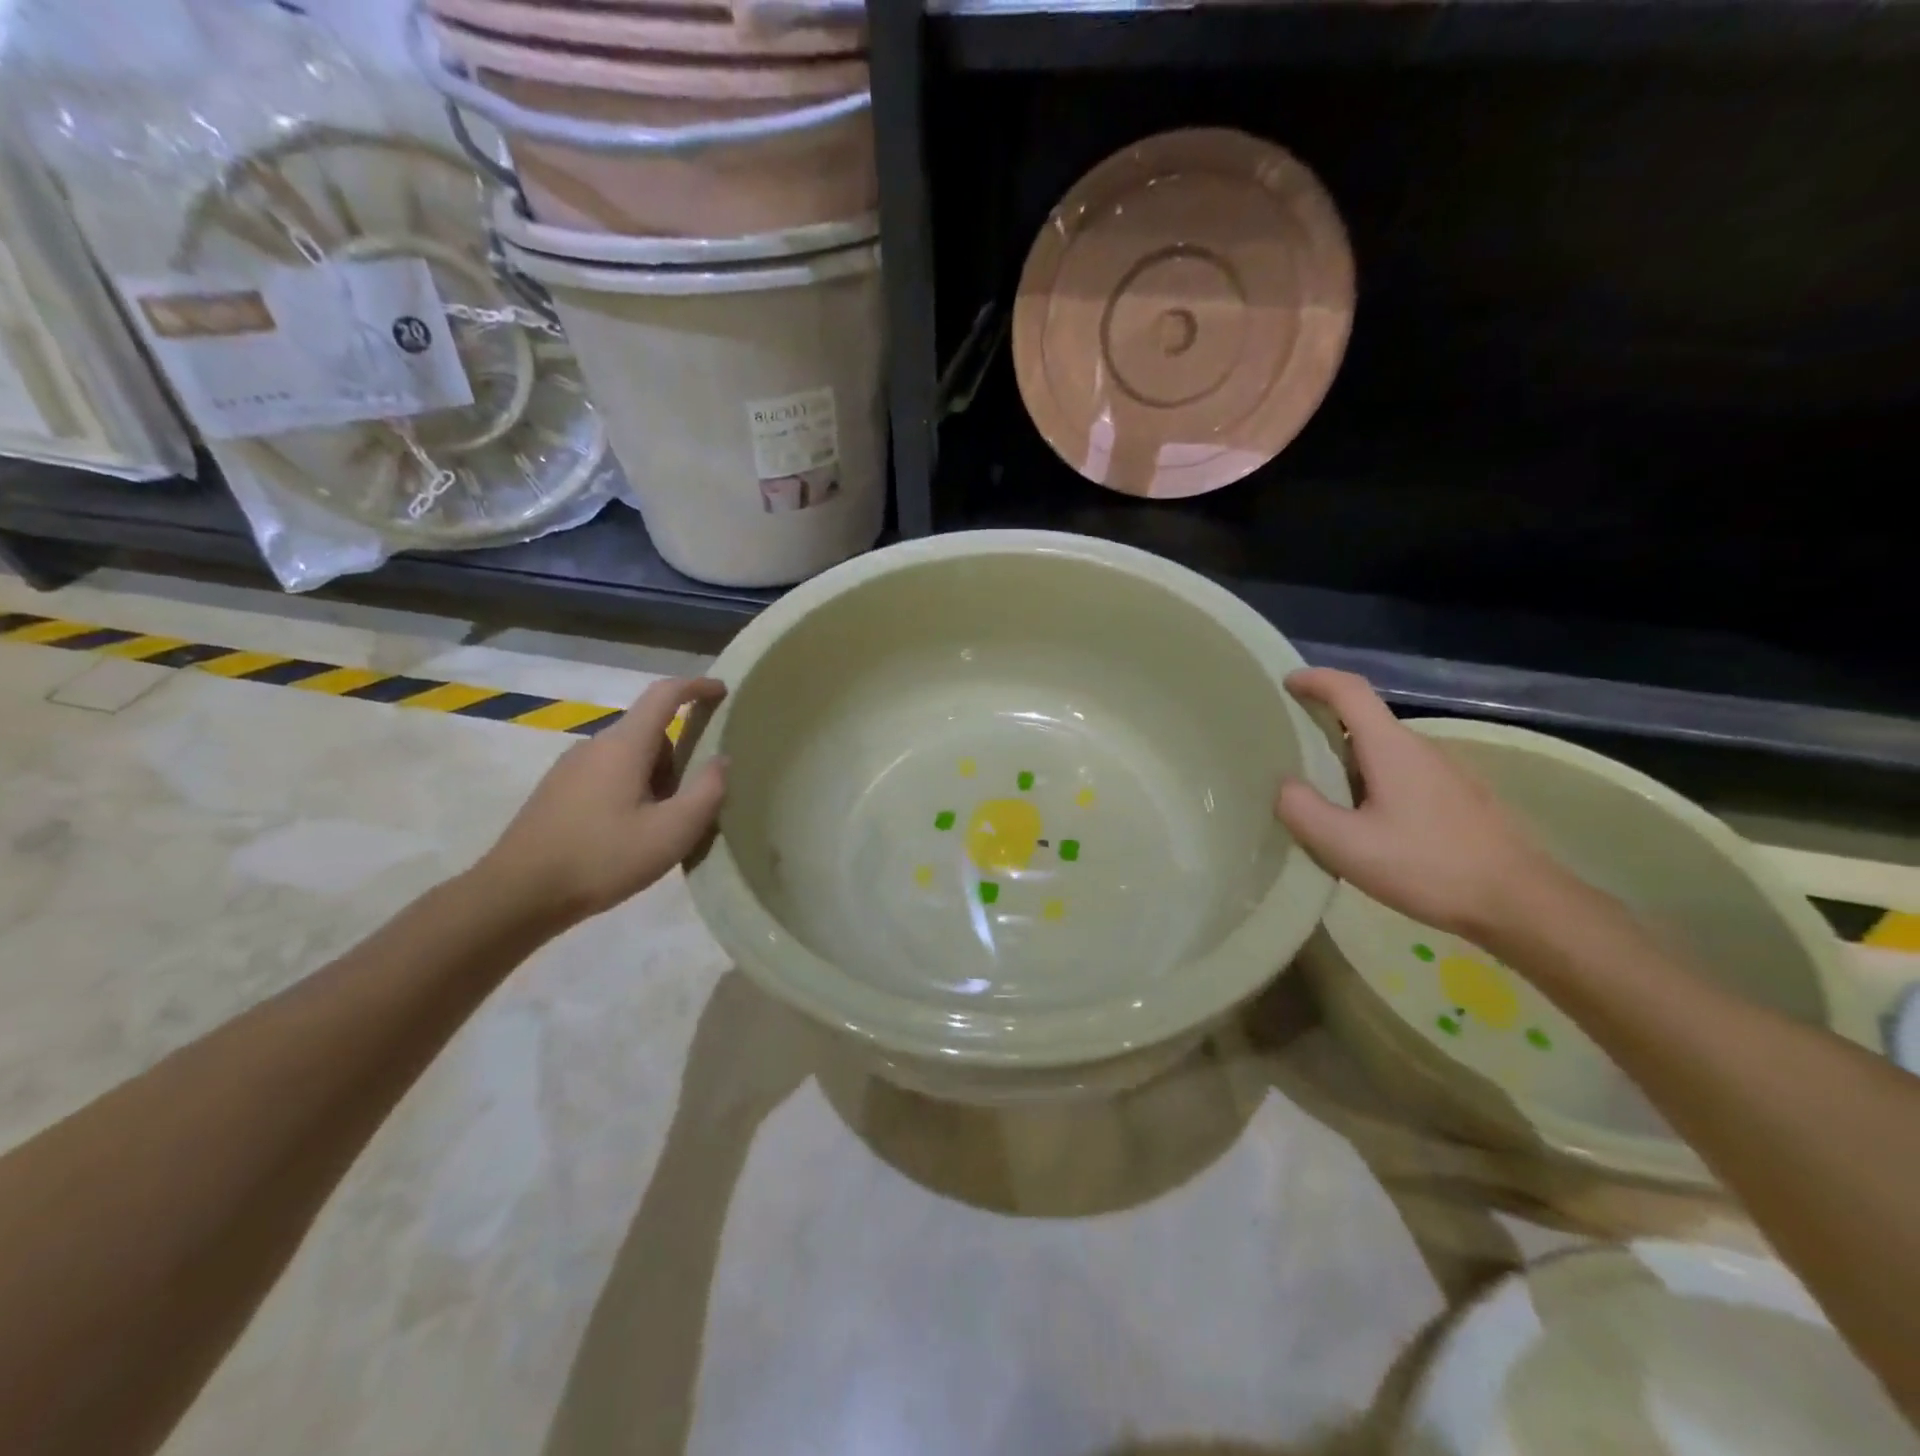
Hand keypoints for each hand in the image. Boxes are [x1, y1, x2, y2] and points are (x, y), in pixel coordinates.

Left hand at [475, 677, 727, 927]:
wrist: (517, 895)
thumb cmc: (602, 858)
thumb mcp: (672, 831)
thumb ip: (707, 791)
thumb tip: (722, 760)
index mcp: (624, 745)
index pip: (665, 695)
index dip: (697, 687)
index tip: (723, 691)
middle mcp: (594, 745)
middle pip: (650, 733)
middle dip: (679, 758)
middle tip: (692, 804)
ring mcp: (570, 768)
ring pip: (629, 758)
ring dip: (654, 780)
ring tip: (660, 829)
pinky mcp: (556, 792)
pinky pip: (607, 776)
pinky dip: (630, 793)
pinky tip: (628, 836)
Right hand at [1275, 668, 1555, 938]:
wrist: (1522, 904)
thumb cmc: (1428, 867)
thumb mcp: (1347, 846)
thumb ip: (1303, 810)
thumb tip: (1286, 785)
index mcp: (1391, 748)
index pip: (1350, 691)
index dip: (1315, 680)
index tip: (1286, 683)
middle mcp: (1421, 749)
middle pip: (1365, 722)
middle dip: (1324, 727)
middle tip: (1288, 752)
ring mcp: (1446, 773)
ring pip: (1384, 753)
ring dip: (1347, 762)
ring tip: (1320, 798)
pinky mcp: (1460, 799)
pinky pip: (1402, 776)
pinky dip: (1372, 783)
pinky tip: (1365, 825)